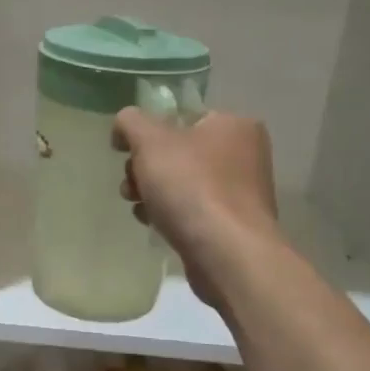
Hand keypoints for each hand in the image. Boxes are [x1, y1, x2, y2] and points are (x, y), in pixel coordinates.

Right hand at [113, 107, 278, 309]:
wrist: (227, 253)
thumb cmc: (191, 187)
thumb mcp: (150, 141)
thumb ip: (131, 122)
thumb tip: (125, 123)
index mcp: (233, 126)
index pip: (181, 117)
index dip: (147, 131)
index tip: (125, 151)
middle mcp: (244, 155)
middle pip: (178, 152)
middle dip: (145, 167)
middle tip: (131, 184)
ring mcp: (240, 193)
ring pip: (182, 183)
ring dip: (152, 192)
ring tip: (139, 207)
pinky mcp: (232, 225)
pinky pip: (192, 210)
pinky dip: (170, 214)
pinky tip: (155, 224)